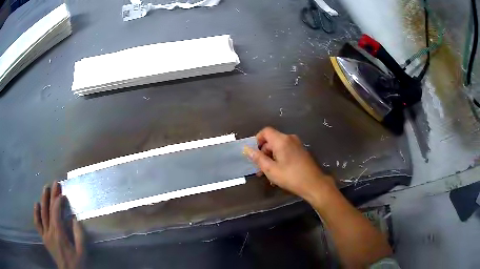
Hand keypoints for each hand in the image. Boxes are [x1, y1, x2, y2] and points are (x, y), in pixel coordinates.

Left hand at [34, 182, 84, 268]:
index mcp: (59, 234)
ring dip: (43, 200)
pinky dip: (36, 213)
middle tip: (55, 183)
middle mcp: (50, 232)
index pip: (56, 213)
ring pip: (42, 214)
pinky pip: (37, 224)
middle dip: (52, 196)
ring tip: (45, 189)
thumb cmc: (77, 263)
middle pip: (49, 210)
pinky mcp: (44, 237)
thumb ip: (79, 235)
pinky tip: (36, 204)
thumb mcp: (81, 251)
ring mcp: (45, 234)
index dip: (58, 202)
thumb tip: (74, 218)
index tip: (63, 194)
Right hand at [244, 127, 335, 201]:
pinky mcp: (301, 151)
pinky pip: (286, 150)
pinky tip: (278, 172)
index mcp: (282, 140)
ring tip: (266, 173)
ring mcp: (297, 144)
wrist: (313, 183)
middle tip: (259, 168)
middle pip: (271, 140)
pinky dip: (279, 158)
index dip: (257, 140)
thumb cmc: (291, 176)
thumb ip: (258, 158)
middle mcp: (290, 138)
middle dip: (263, 153)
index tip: (254, 153)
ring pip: (278, 147)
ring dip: (270, 158)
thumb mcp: (270, 169)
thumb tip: (247, 149)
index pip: (265, 131)